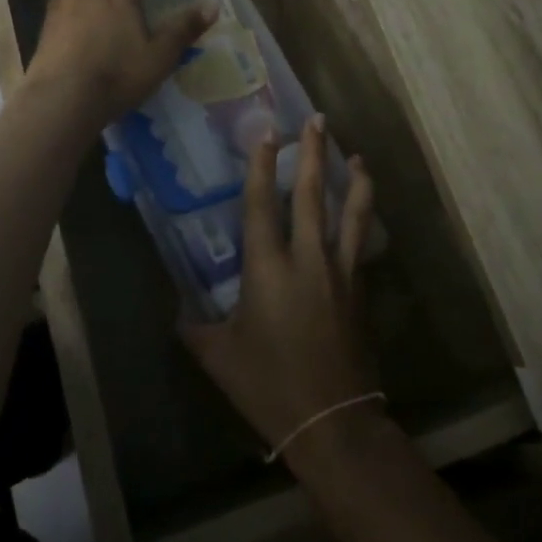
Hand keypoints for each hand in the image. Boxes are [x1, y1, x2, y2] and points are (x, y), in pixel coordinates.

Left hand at [23, 0, 213, 123]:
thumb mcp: (161, 56)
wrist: (63, 98)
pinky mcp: (42, 30)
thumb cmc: (119, 74)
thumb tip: (213, 4)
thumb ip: (184, 29)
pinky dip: (64, 15)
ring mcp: (60, 9)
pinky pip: (54, 11)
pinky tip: (70, 32)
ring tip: (90, 9)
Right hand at [181, 117, 379, 457]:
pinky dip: (361, 217)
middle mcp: (307, 259)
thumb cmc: (268, 385)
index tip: (268, 132)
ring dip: (353, 179)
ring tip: (356, 155)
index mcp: (267, 269)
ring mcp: (339, 272)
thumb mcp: (218, 356)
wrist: (331, 421)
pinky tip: (361, 211)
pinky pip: (359, 242)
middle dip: (313, 153)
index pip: (263, 204)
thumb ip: (195, 327)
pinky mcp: (359, 289)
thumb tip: (180, 310)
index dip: (263, 165)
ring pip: (350, 213)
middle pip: (312, 194)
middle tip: (317, 120)